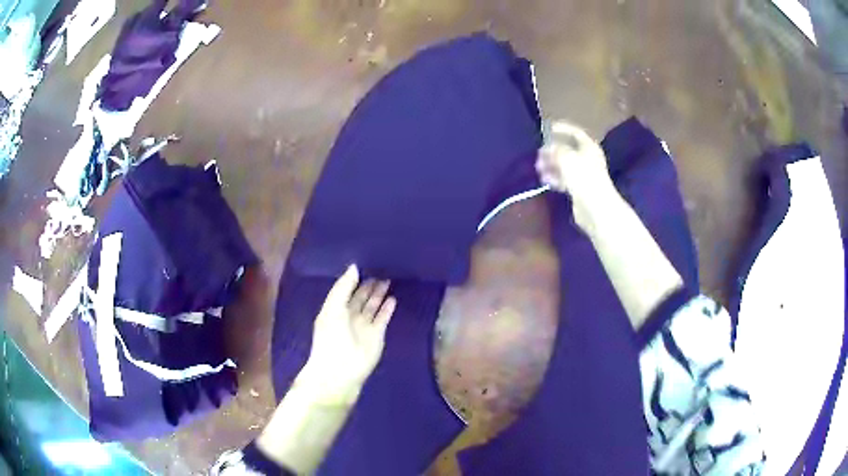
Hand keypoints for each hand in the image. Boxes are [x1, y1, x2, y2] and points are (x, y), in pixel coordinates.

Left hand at [298, 265, 396, 404]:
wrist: (340, 371)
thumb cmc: (331, 338)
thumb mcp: (333, 308)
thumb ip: (343, 287)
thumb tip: (354, 267)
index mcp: (335, 309)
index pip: (346, 289)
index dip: (354, 278)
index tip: (365, 262)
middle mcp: (349, 316)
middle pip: (361, 296)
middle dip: (369, 283)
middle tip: (381, 266)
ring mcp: (364, 326)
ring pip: (373, 306)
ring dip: (379, 294)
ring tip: (389, 277)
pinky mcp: (377, 335)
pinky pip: (383, 318)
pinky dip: (387, 309)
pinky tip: (393, 298)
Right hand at [536, 121, 617, 227]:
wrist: (594, 207)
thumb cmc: (583, 176)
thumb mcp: (566, 157)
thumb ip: (556, 149)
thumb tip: (549, 148)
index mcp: (589, 147)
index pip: (575, 133)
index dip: (563, 129)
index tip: (548, 128)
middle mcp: (588, 158)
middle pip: (568, 150)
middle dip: (553, 151)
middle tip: (539, 154)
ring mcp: (584, 175)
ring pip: (565, 166)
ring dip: (551, 166)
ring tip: (539, 169)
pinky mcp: (580, 190)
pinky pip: (565, 180)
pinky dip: (555, 179)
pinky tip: (546, 181)